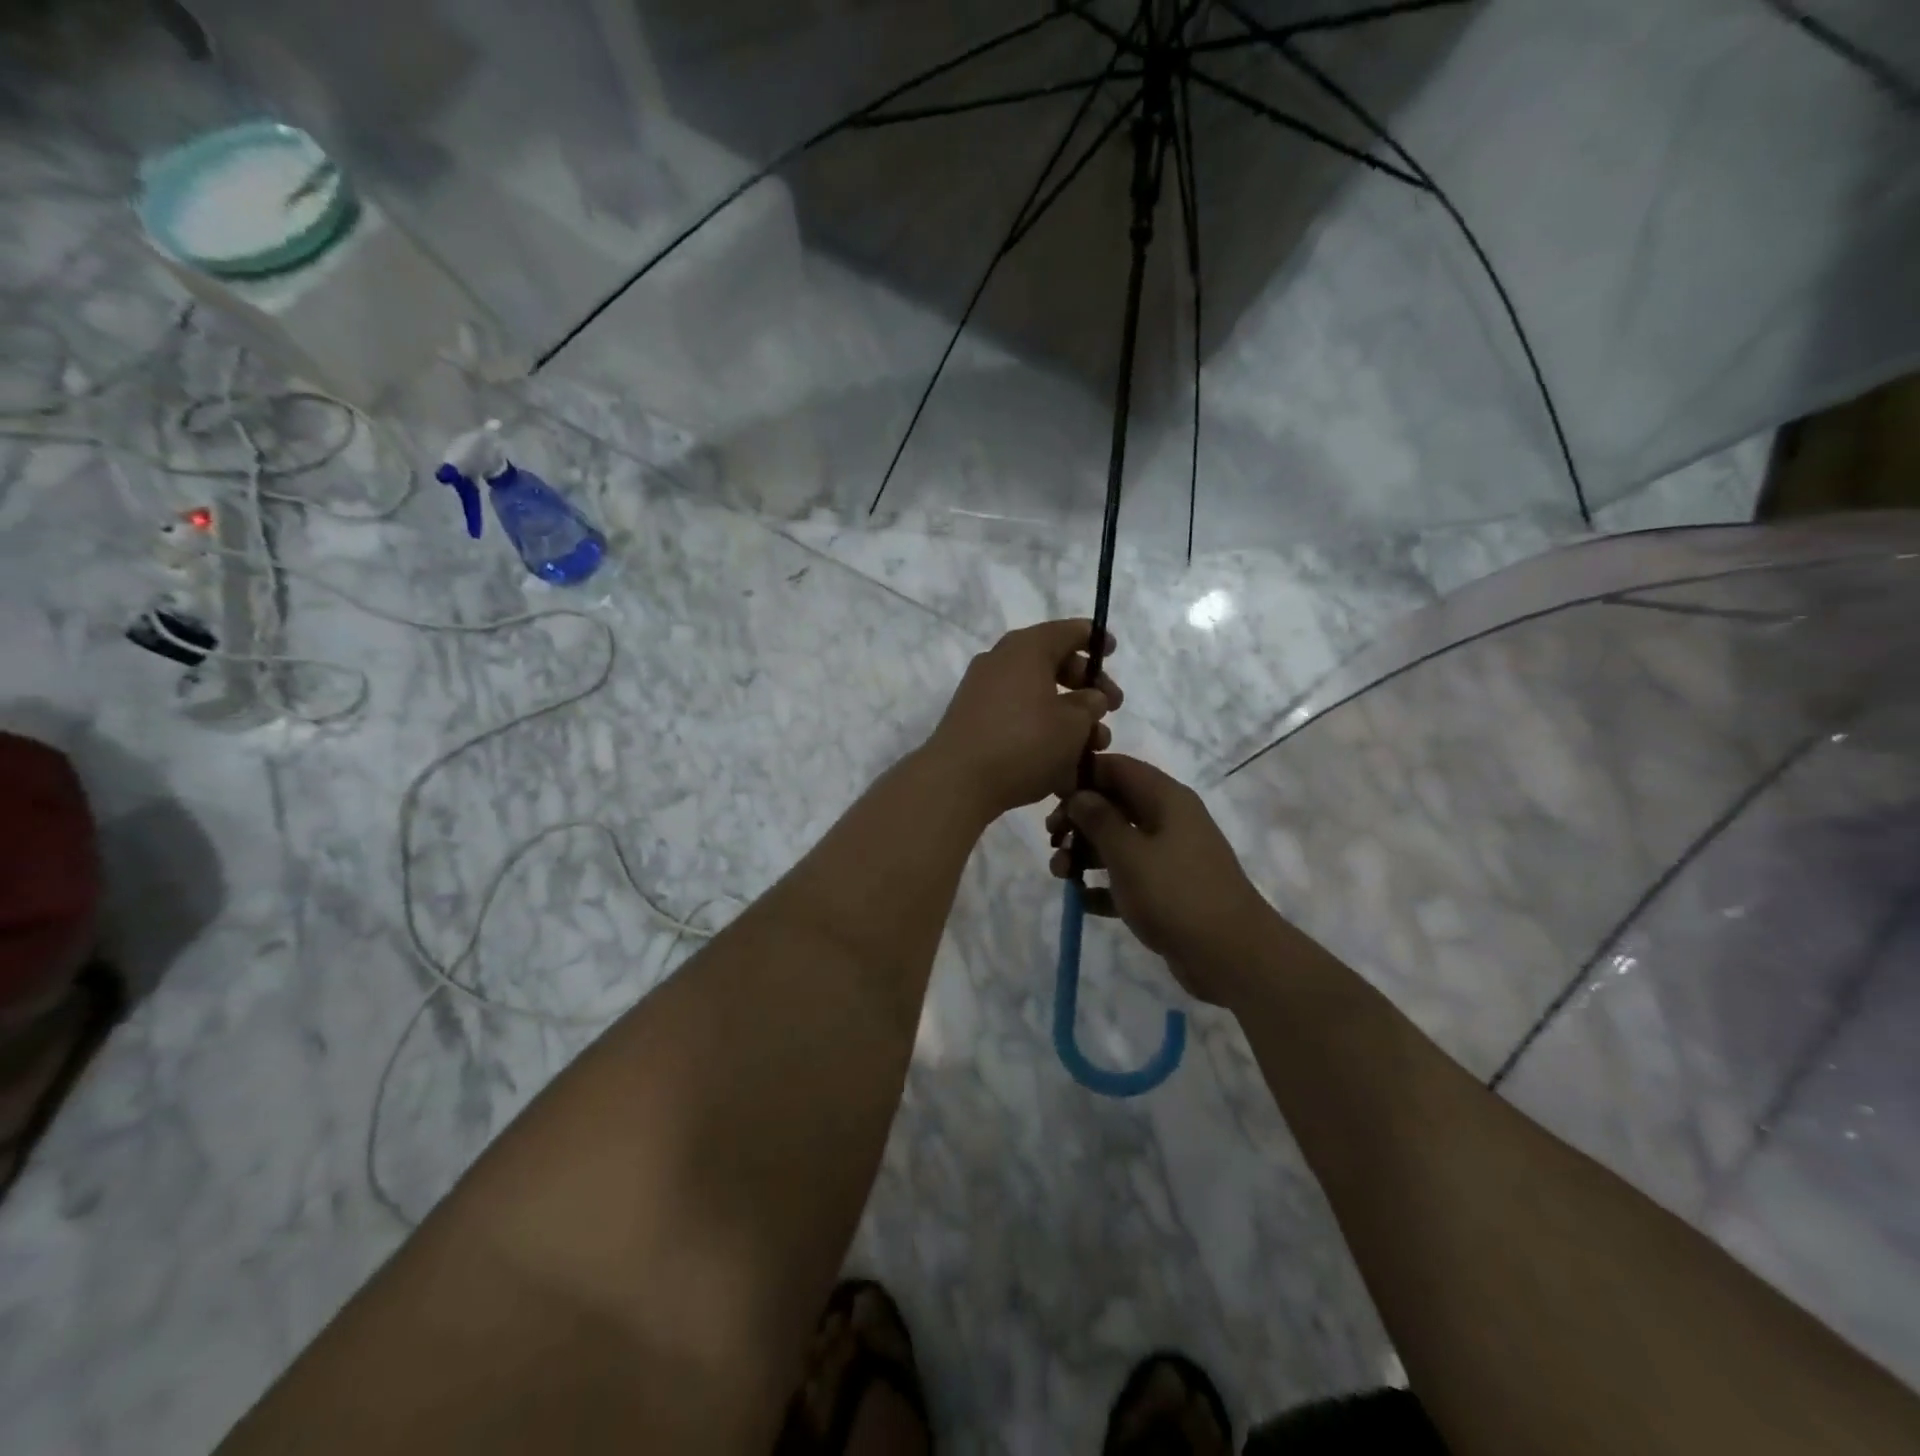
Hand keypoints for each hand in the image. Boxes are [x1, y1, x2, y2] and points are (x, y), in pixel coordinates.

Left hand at [925, 619, 1121, 818]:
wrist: (957, 780)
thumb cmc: (1024, 743)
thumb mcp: (1074, 724)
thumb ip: (1091, 704)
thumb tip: (1090, 697)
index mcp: (1027, 648)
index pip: (1067, 631)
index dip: (1094, 639)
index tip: (1112, 651)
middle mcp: (1001, 661)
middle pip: (1052, 662)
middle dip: (1085, 685)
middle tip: (1110, 709)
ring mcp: (982, 691)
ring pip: (1036, 694)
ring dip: (1067, 714)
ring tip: (1092, 746)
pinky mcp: (973, 720)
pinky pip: (1016, 715)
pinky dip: (1040, 728)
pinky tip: (1061, 759)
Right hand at [1046, 753, 1270, 1003]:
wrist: (1231, 955)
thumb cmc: (1175, 894)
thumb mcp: (1128, 853)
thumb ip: (1098, 819)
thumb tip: (1078, 794)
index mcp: (1165, 799)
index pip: (1117, 768)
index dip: (1082, 776)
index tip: (1051, 798)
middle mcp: (1168, 820)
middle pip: (1114, 804)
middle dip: (1078, 820)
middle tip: (1052, 840)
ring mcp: (1169, 856)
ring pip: (1117, 842)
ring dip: (1085, 854)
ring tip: (1061, 875)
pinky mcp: (1166, 889)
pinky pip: (1127, 877)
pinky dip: (1104, 885)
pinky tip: (1082, 901)